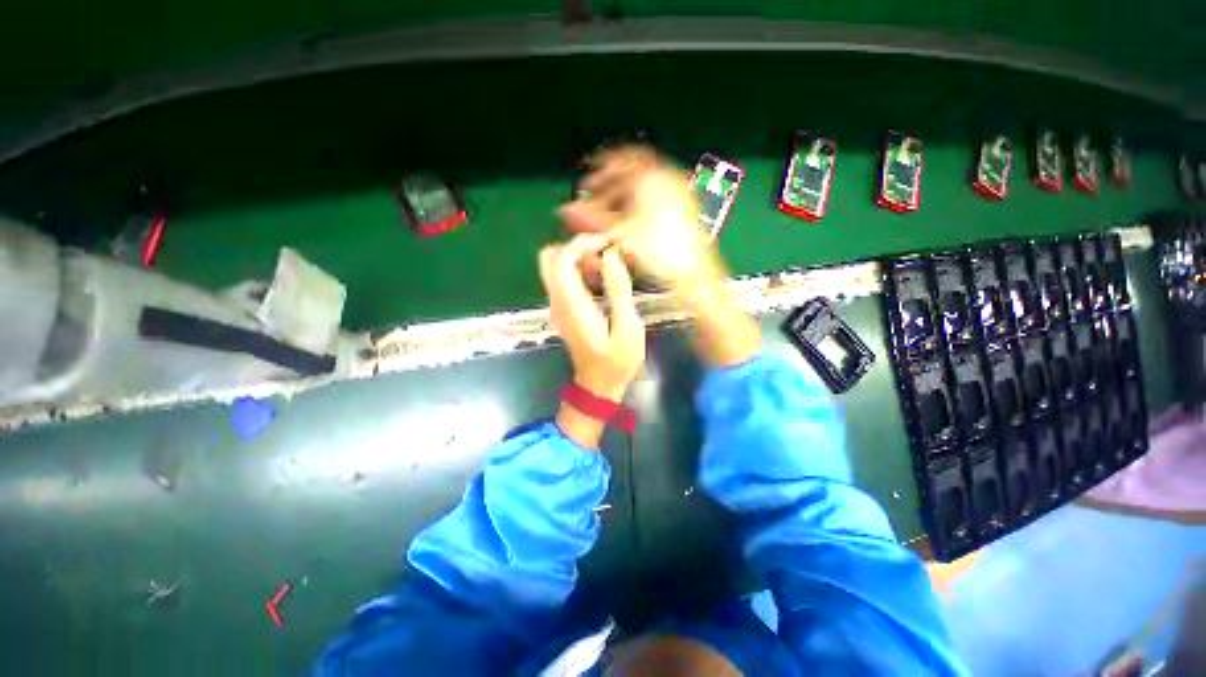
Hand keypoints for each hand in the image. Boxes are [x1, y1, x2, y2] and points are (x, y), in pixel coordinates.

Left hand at [539, 234, 645, 400]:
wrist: (599, 385)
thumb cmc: (617, 361)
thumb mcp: (628, 327)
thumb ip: (618, 290)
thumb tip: (611, 255)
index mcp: (573, 306)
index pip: (561, 261)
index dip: (583, 244)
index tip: (609, 244)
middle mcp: (558, 302)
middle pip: (549, 258)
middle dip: (577, 247)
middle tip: (604, 253)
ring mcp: (557, 305)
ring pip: (554, 266)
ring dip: (578, 258)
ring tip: (607, 266)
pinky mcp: (562, 309)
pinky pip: (562, 278)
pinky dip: (579, 269)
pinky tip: (601, 279)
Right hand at [558, 146, 727, 307]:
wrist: (694, 272)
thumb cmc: (658, 252)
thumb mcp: (621, 234)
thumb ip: (591, 219)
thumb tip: (565, 210)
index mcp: (651, 177)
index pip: (620, 160)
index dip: (600, 170)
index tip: (588, 182)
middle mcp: (667, 178)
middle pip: (632, 173)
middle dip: (610, 186)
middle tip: (596, 201)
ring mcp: (680, 192)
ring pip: (645, 186)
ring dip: (624, 197)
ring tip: (611, 214)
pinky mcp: (686, 208)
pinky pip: (658, 197)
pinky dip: (640, 205)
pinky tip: (633, 221)